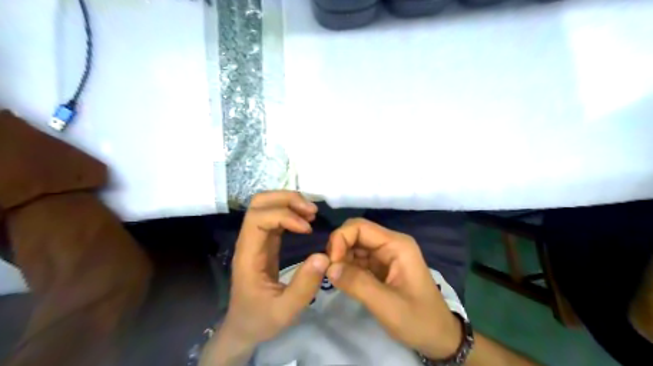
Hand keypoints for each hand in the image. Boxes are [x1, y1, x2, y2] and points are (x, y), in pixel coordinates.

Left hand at [224, 192, 331, 344]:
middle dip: (286, 199)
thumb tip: (323, 256)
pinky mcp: (265, 242)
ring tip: (312, 213)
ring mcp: (256, 240)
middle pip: (259, 203)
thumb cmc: (261, 319)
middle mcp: (249, 241)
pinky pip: (275, 216)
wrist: (244, 328)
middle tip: (311, 211)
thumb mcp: (285, 311)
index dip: (284, 216)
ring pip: (266, 205)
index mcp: (248, 255)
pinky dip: (291, 212)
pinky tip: (306, 221)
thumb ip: (304, 286)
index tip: (307, 228)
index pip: (258, 218)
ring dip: (289, 202)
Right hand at [325, 218, 457, 358]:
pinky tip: (343, 280)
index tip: (331, 264)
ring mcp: (386, 255)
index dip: (341, 239)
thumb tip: (328, 267)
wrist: (439, 337)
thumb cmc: (418, 320)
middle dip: (339, 248)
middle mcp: (390, 244)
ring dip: (341, 258)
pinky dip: (347, 267)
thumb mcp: (387, 305)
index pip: (360, 227)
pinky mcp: (381, 267)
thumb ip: (357, 284)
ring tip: (335, 277)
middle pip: (356, 233)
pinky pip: (358, 259)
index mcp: (397, 245)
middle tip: (330, 271)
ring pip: (355, 246)